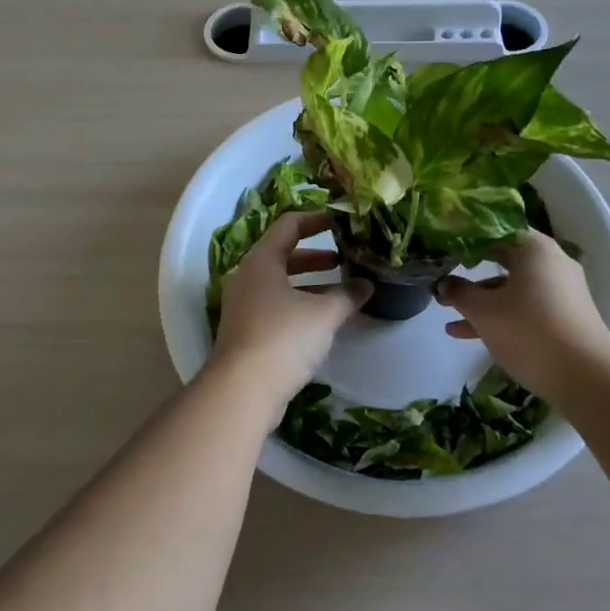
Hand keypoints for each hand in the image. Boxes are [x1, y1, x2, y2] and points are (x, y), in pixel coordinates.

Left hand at [211, 211, 372, 404]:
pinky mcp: (245, 332)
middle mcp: (247, 277)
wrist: (242, 391)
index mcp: (261, 260)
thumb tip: (367, 285)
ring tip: (340, 291)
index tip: (340, 222)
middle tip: (344, 260)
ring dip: (309, 284)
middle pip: (283, 255)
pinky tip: (322, 321)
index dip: (316, 219)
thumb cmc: (283, 337)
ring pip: (280, 283)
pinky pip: (275, 306)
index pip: (289, 225)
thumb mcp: (323, 314)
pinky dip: (299, 305)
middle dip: (315, 256)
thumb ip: (347, 295)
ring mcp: (243, 305)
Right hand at [435, 230, 609, 399]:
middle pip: (502, 259)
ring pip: (512, 287)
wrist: (588, 379)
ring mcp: (561, 291)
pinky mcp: (565, 317)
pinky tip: (469, 334)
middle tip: (441, 280)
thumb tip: (442, 284)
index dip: (464, 239)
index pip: (493, 231)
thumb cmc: (529, 331)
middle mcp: (551, 262)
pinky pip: (525, 307)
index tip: (441, 248)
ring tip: (447, 315)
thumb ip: (459, 292)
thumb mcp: (484, 311)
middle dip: (469, 273)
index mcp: (533, 247)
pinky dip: (501, 316)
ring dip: (481, 300)